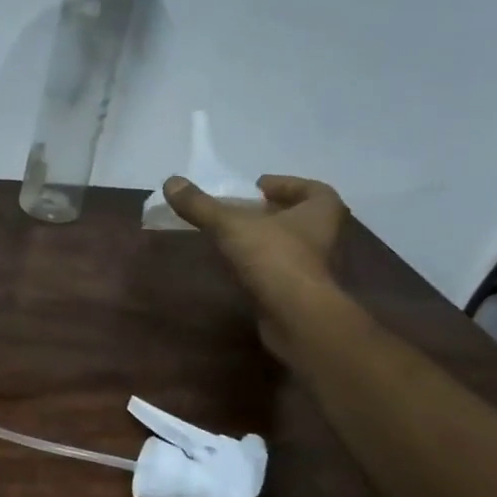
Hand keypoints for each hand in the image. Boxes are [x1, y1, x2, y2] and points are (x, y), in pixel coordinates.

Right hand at [164, 173, 348, 361]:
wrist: (294, 315)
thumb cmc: (272, 257)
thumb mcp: (228, 225)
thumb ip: (200, 205)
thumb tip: (171, 182)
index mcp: (320, 210)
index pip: (311, 188)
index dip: (285, 185)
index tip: (258, 188)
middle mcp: (325, 235)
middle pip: (300, 216)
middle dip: (273, 212)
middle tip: (243, 210)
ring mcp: (316, 266)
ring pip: (292, 243)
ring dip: (268, 238)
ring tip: (236, 236)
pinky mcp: (301, 291)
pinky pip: (282, 268)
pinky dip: (264, 263)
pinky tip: (241, 265)